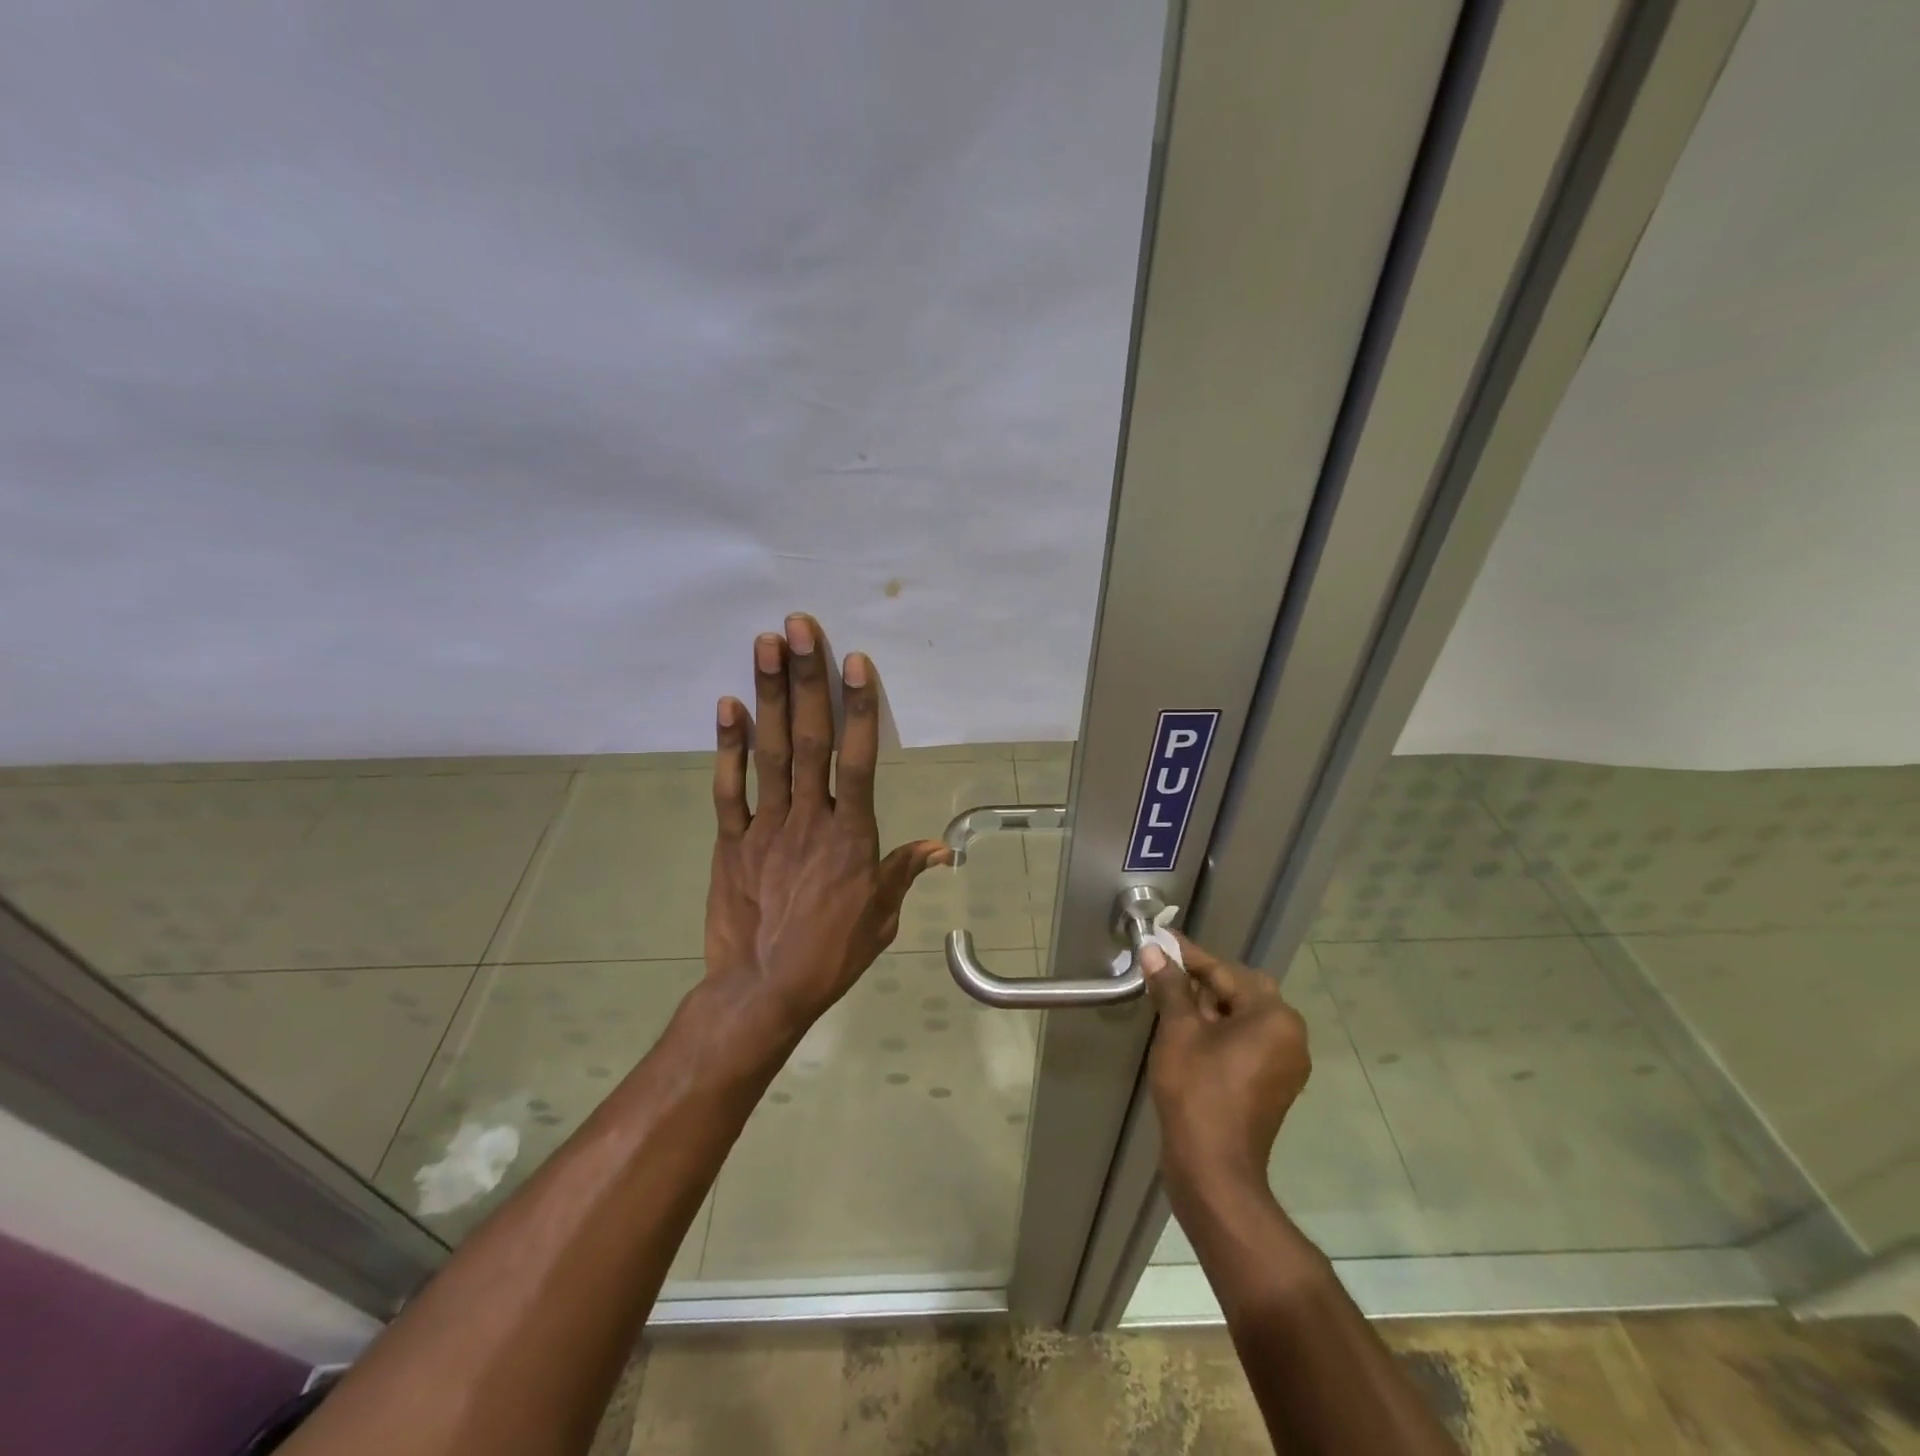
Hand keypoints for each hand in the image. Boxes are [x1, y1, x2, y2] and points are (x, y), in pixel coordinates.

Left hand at [705, 614, 949, 1037]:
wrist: (763, 991)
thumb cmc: (831, 954)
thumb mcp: (881, 919)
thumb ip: (903, 873)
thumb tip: (941, 850)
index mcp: (851, 836)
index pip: (857, 760)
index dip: (857, 707)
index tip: (854, 661)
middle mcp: (810, 819)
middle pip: (810, 740)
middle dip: (807, 680)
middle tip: (799, 627)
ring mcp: (766, 826)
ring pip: (771, 752)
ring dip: (769, 695)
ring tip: (765, 645)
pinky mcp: (730, 841)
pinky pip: (729, 788)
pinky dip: (728, 747)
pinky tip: (727, 705)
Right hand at [1144, 935, 1311, 1200]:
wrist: (1214, 1170)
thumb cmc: (1197, 1092)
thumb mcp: (1178, 1031)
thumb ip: (1170, 986)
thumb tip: (1153, 950)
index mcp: (1274, 1017)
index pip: (1227, 972)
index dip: (1190, 956)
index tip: (1162, 940)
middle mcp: (1290, 1036)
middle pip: (1242, 992)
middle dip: (1203, 980)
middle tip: (1166, 972)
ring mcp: (1285, 1064)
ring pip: (1245, 1018)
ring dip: (1211, 1006)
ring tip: (1172, 1000)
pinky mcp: (1274, 1085)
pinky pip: (1248, 1042)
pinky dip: (1221, 1031)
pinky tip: (1190, 1032)